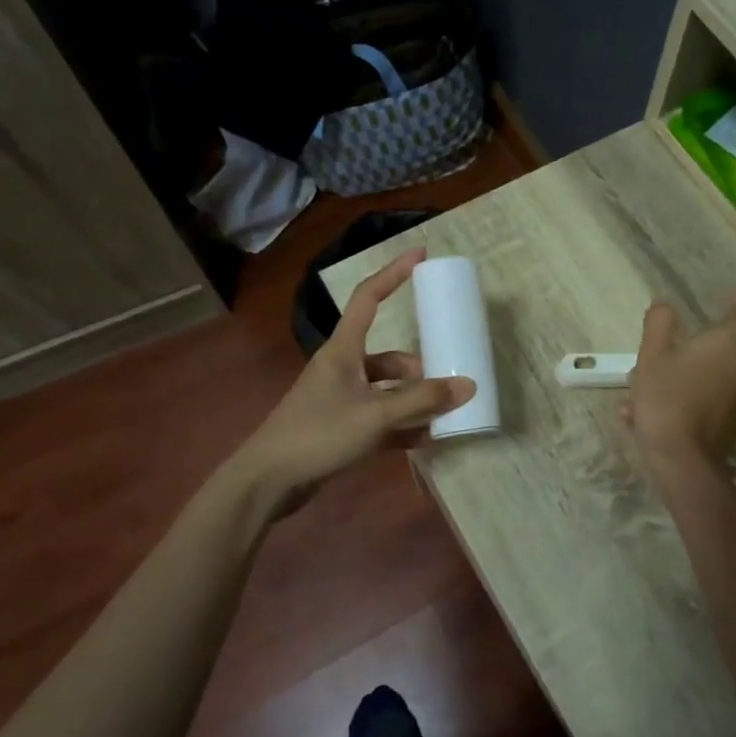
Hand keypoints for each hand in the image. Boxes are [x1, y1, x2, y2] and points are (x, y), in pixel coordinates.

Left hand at [235, 249, 474, 512]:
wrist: (268, 482)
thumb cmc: (318, 434)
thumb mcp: (375, 415)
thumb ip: (421, 400)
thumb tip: (467, 386)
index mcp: (343, 350)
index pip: (368, 297)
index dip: (394, 273)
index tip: (421, 254)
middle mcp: (342, 369)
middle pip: (389, 357)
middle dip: (419, 371)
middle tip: (448, 384)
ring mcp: (340, 400)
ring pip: (387, 391)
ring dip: (413, 402)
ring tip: (441, 418)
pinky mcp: (340, 428)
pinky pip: (380, 419)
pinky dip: (401, 426)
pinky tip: (424, 440)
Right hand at [624, 297, 735, 475]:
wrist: (682, 458)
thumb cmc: (666, 396)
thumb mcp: (650, 355)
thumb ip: (658, 324)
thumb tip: (664, 306)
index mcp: (730, 342)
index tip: (723, 307)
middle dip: (735, 340)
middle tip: (704, 343)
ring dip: (712, 374)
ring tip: (673, 386)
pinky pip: (727, 402)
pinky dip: (707, 401)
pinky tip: (673, 413)